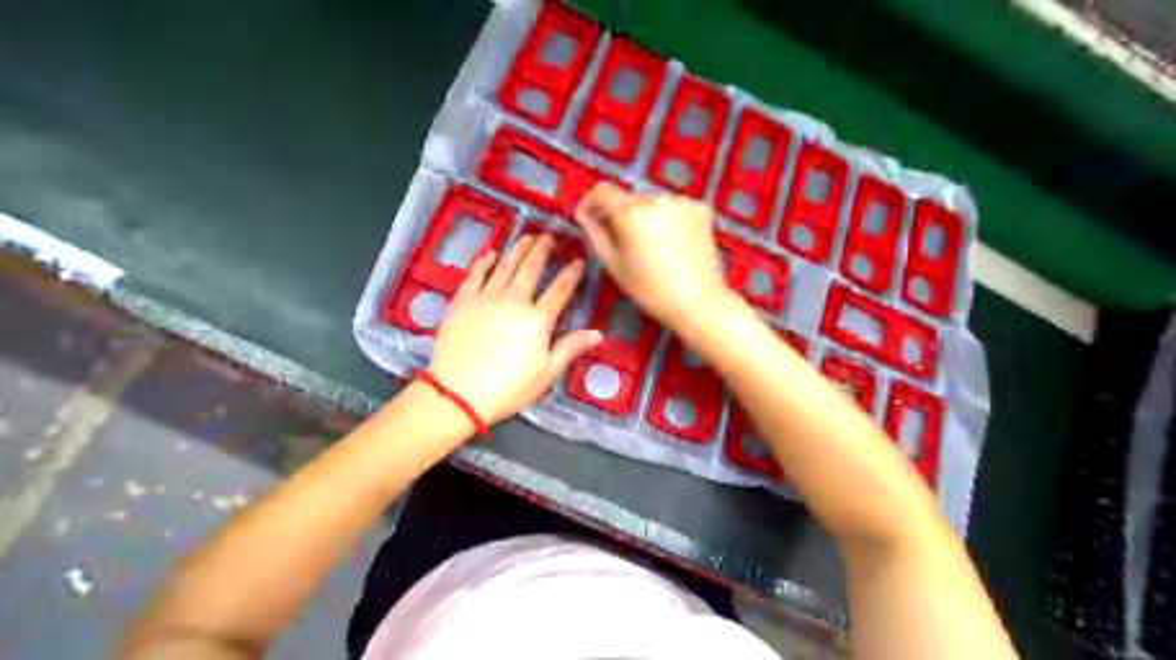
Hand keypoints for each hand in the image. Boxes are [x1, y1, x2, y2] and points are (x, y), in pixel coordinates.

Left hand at [426, 234, 605, 424]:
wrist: (458, 393)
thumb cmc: (508, 388)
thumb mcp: (546, 373)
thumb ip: (571, 348)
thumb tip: (598, 333)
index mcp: (538, 319)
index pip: (560, 289)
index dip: (571, 273)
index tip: (578, 260)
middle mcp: (514, 300)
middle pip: (531, 268)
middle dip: (543, 250)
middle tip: (551, 237)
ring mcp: (486, 298)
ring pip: (504, 265)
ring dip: (518, 249)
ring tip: (527, 237)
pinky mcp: (462, 301)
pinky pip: (475, 274)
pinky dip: (483, 261)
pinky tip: (490, 253)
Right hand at [575, 180, 731, 327]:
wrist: (698, 302)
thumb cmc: (650, 290)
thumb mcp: (614, 265)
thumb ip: (595, 233)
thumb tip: (583, 213)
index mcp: (631, 213)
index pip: (603, 190)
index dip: (591, 201)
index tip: (591, 217)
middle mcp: (657, 198)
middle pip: (629, 199)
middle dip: (622, 215)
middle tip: (625, 243)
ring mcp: (682, 201)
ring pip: (653, 203)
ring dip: (647, 217)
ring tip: (653, 246)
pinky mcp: (701, 208)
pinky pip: (675, 207)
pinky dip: (669, 219)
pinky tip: (674, 243)